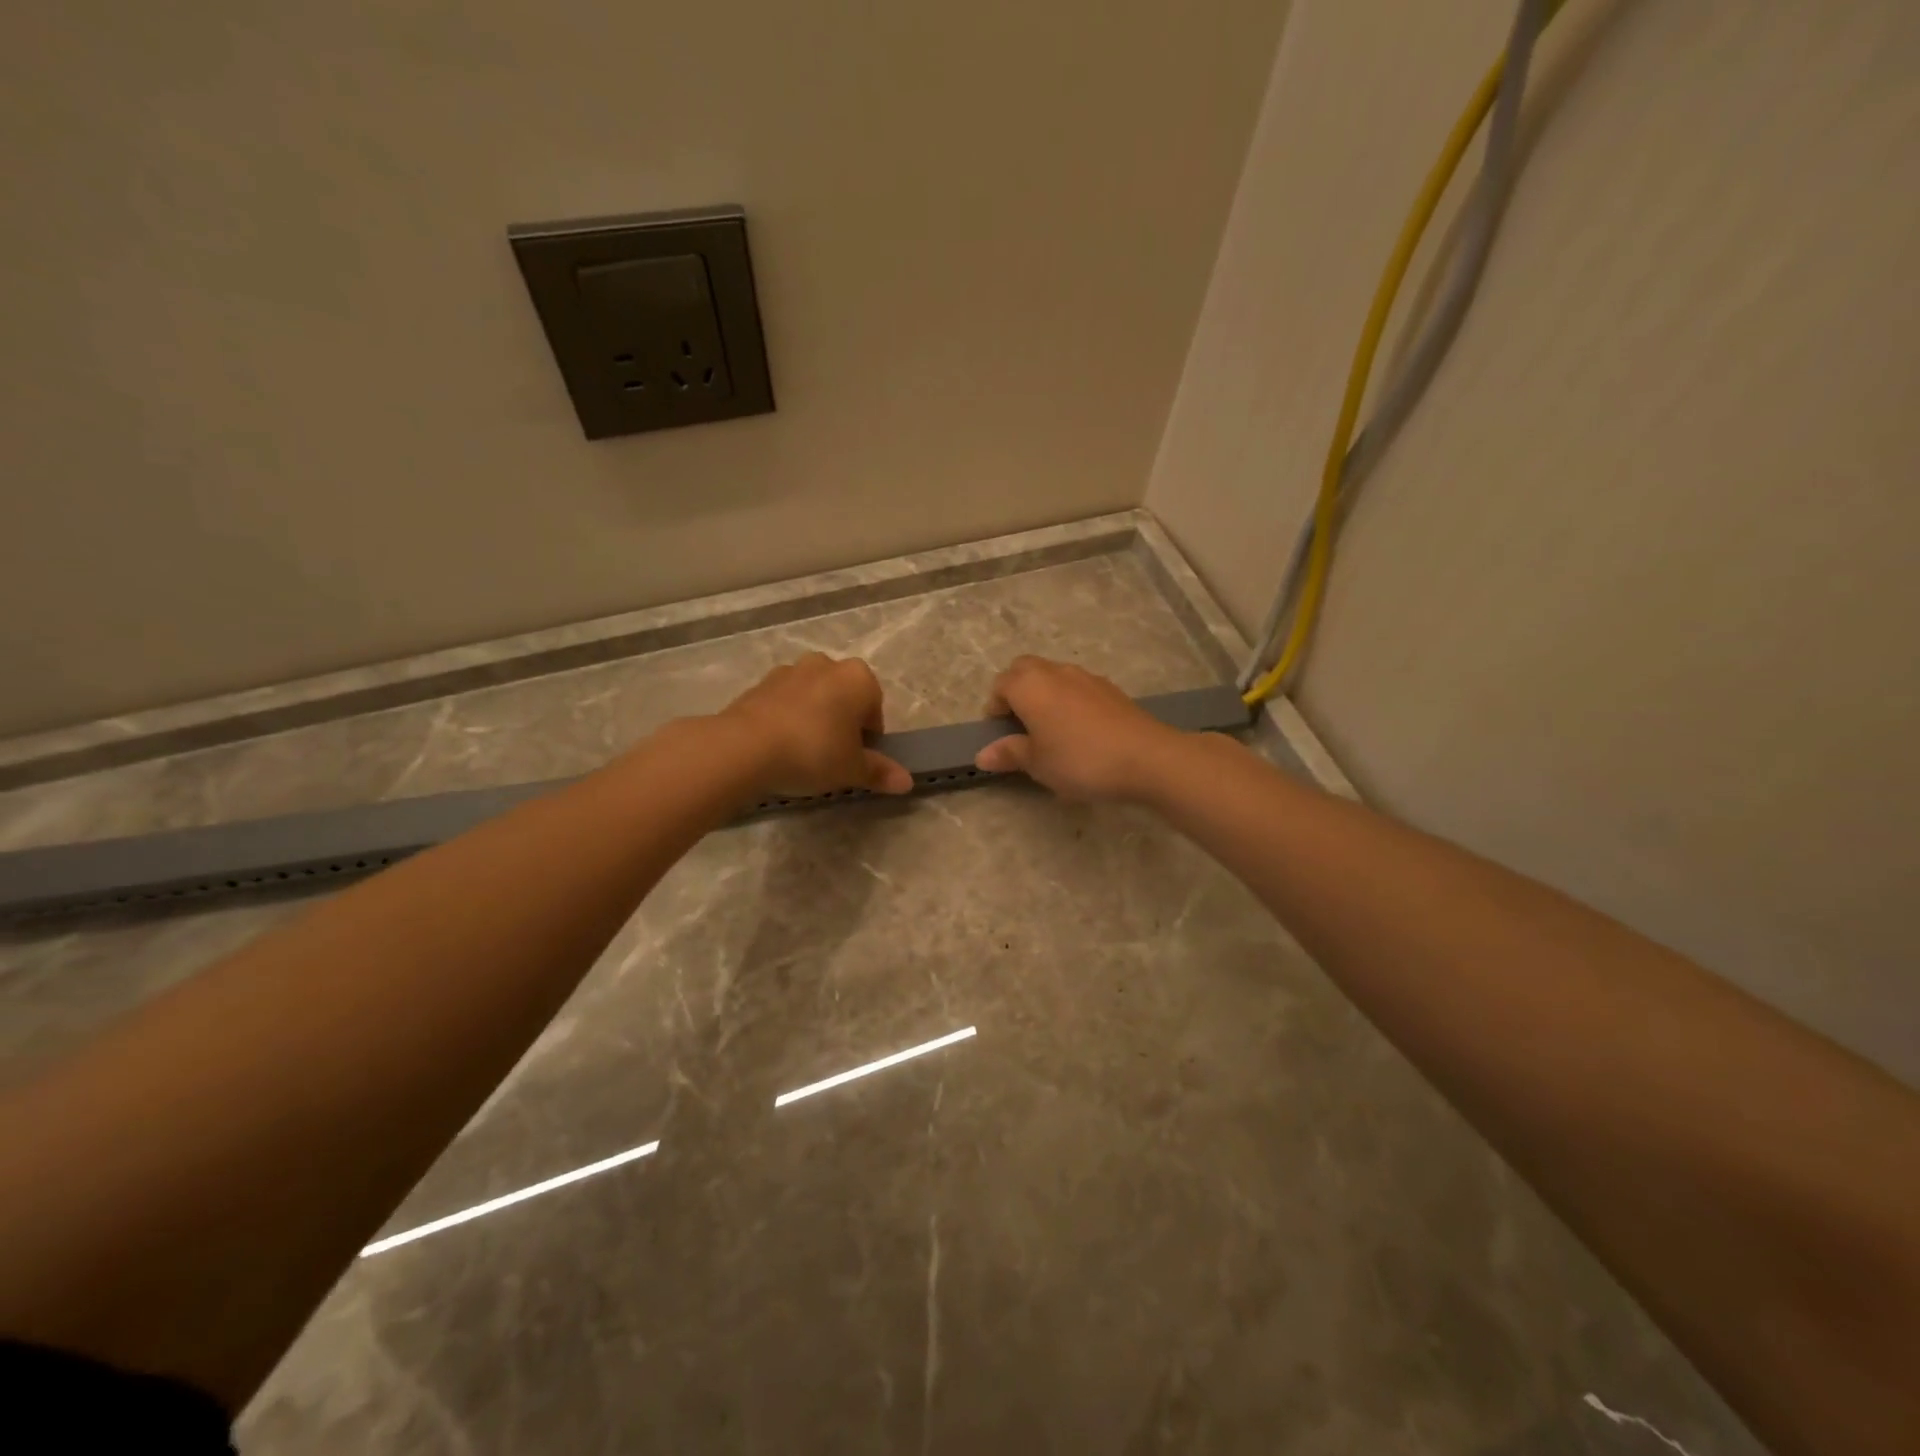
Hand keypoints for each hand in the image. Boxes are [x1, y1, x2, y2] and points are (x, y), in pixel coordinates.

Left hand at [716, 654, 912, 798]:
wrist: (745, 747)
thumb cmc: (813, 752)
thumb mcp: (852, 769)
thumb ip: (880, 772)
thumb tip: (907, 782)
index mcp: (859, 678)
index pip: (875, 709)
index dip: (869, 738)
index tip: (855, 759)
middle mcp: (827, 664)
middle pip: (844, 697)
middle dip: (842, 722)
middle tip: (832, 756)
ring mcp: (791, 669)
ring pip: (814, 696)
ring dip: (814, 717)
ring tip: (802, 752)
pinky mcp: (761, 682)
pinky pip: (785, 701)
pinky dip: (787, 718)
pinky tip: (778, 746)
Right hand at [973, 656, 1182, 801]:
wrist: (1147, 758)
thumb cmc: (1080, 760)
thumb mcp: (1038, 764)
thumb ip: (1010, 754)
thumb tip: (984, 754)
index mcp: (1030, 686)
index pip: (1000, 684)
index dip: (995, 707)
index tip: (999, 733)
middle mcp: (1055, 672)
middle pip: (1025, 669)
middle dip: (1016, 690)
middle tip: (1020, 724)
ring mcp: (1086, 677)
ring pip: (1053, 675)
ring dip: (1044, 694)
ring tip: (1049, 728)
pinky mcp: (1110, 688)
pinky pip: (1077, 686)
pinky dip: (1068, 700)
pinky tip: (1079, 730)